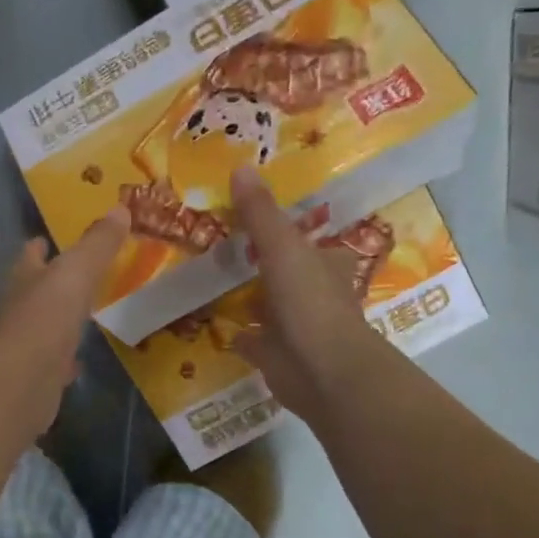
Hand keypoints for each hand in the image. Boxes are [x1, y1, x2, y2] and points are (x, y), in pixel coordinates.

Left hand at [0, 208, 130, 440]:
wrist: (22, 383)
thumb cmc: (46, 317)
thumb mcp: (77, 272)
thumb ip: (98, 243)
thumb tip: (121, 207)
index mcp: (24, 278)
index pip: (30, 254)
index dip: (39, 245)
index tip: (49, 237)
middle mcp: (20, 308)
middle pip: (36, 289)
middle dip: (53, 281)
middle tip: (81, 273)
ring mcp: (26, 345)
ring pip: (45, 325)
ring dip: (60, 319)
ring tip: (85, 312)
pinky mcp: (37, 377)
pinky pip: (55, 362)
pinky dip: (66, 359)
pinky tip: (80, 360)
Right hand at [229, 168, 392, 423]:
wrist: (322, 372)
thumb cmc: (311, 302)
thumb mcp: (283, 248)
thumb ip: (260, 212)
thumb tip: (240, 166)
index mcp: (325, 265)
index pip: (314, 241)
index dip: (294, 230)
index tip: (264, 216)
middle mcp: (314, 293)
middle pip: (289, 271)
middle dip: (267, 262)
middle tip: (227, 243)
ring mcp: (295, 326)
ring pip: (270, 304)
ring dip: (251, 296)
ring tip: (213, 277)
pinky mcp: (275, 355)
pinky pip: (251, 339)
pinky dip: (237, 332)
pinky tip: (214, 322)